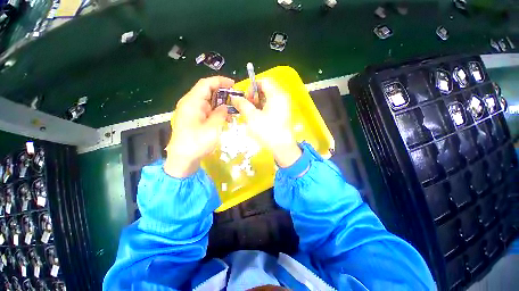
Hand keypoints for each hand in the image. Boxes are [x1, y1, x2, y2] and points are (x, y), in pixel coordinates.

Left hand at [165, 76, 234, 177]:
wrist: (183, 159)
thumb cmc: (197, 143)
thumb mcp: (213, 128)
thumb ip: (220, 114)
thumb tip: (224, 107)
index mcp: (192, 103)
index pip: (206, 84)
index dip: (220, 81)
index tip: (233, 84)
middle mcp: (190, 104)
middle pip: (206, 92)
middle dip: (222, 93)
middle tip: (235, 99)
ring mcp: (191, 112)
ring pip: (207, 102)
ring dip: (220, 104)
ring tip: (232, 110)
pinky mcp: (193, 120)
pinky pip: (206, 111)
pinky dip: (216, 112)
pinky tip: (224, 118)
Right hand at [231, 78, 301, 167]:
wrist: (282, 147)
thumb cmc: (267, 131)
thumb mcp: (252, 117)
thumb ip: (243, 104)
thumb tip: (234, 97)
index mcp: (277, 95)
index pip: (263, 81)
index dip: (252, 87)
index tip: (246, 99)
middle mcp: (282, 97)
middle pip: (266, 89)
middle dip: (254, 96)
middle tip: (248, 107)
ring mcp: (284, 106)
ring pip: (268, 98)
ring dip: (258, 103)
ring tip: (251, 114)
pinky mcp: (283, 114)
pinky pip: (271, 106)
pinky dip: (263, 108)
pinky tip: (258, 118)